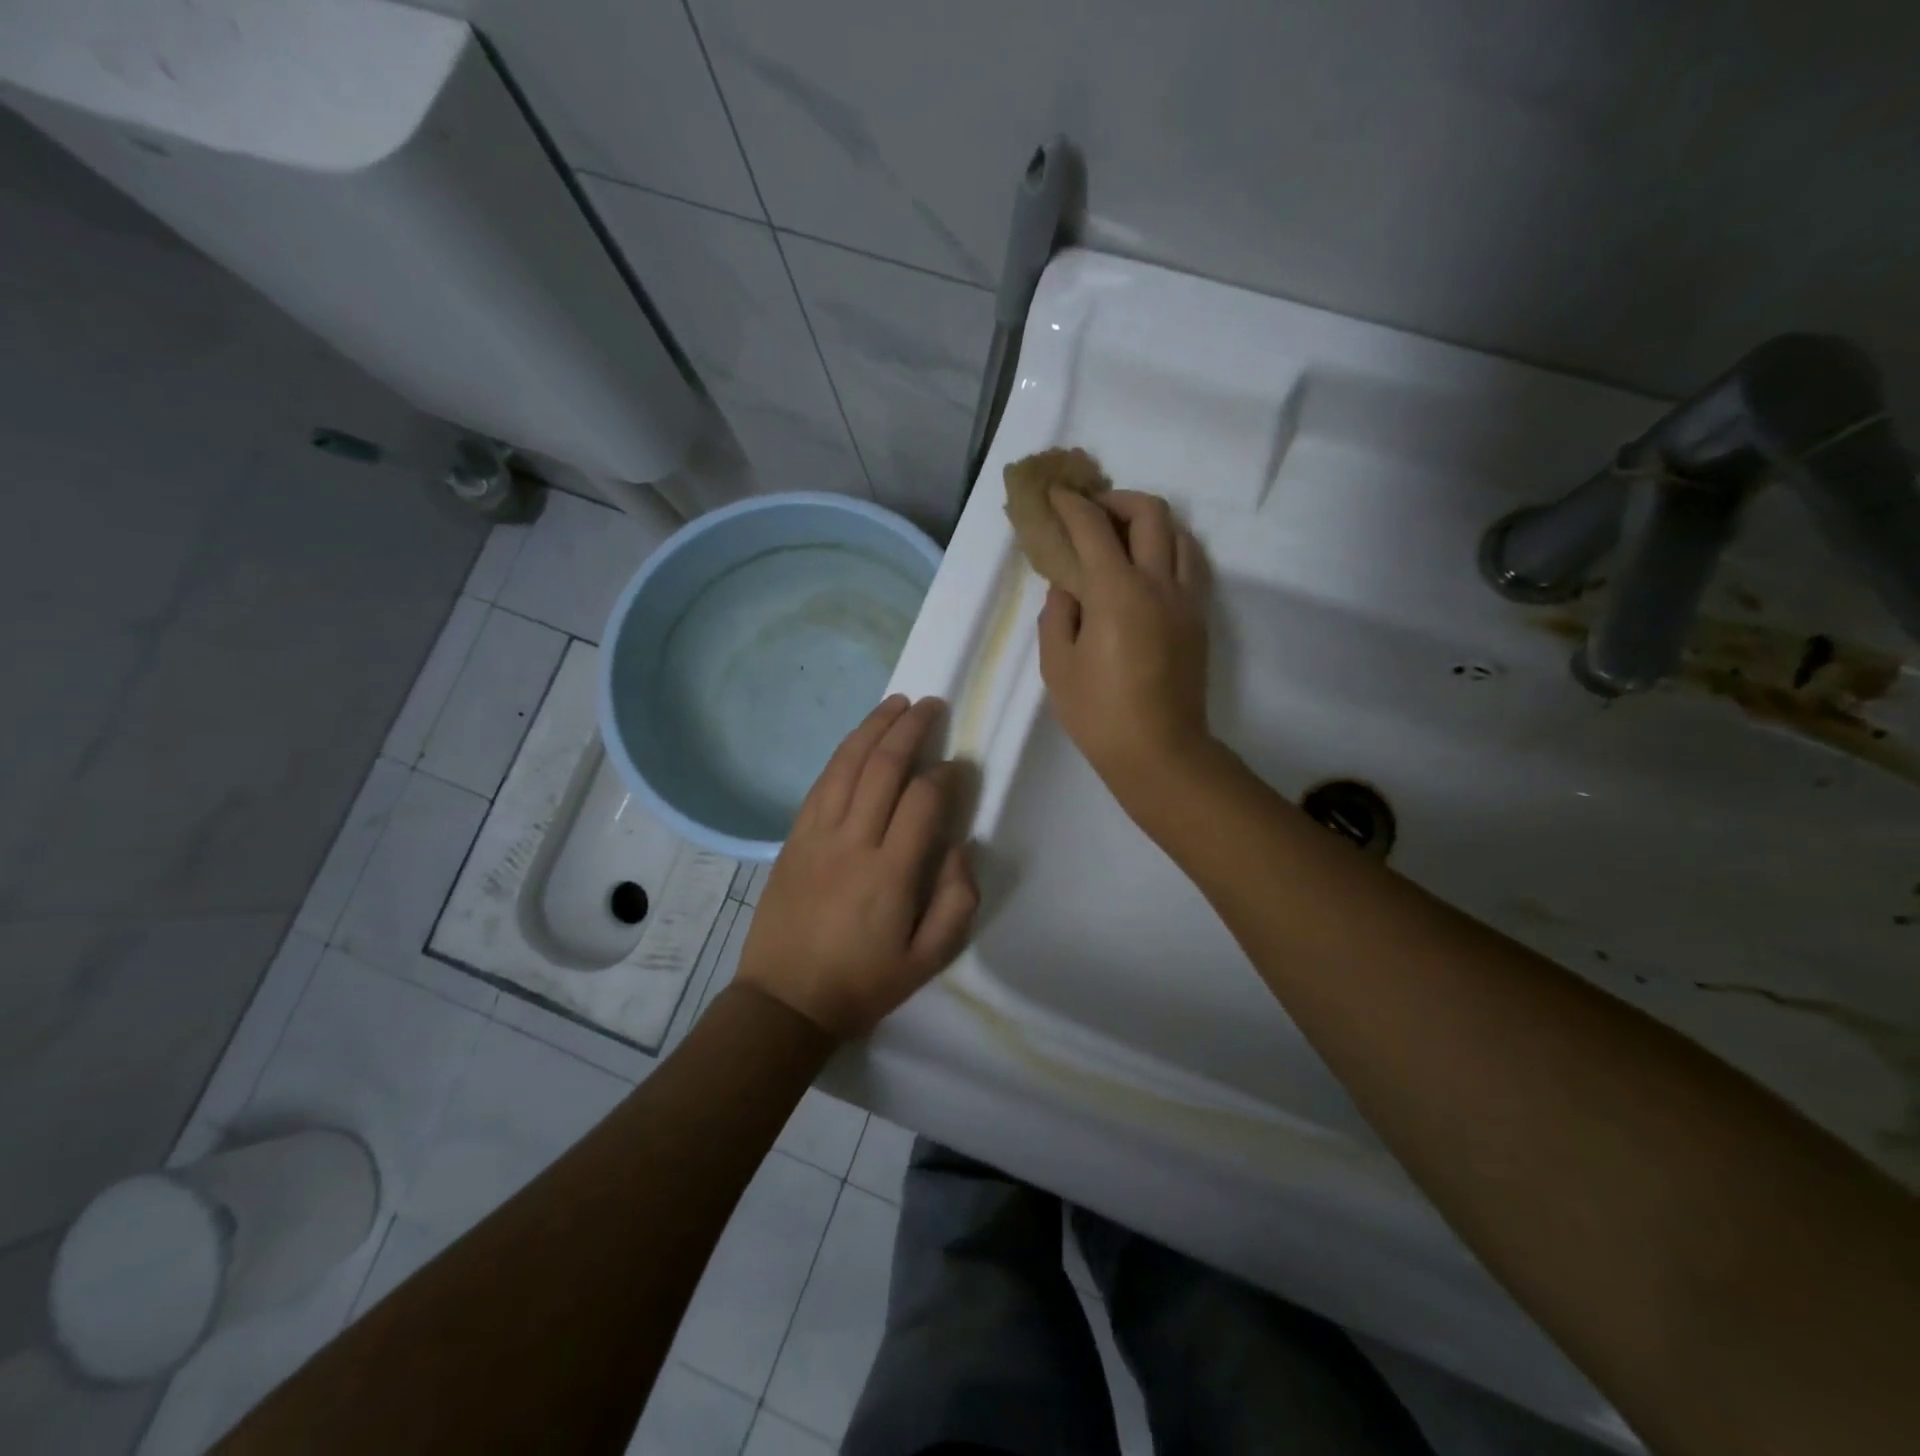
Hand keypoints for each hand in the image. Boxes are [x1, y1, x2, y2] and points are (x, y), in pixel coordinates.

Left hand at [736, 696, 978, 1038]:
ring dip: (874, 727)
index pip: (923, 801)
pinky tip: (858, 738)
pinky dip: (843, 753)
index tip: (959, 766)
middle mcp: (853, 842)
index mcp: (890, 874)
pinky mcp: (793, 837)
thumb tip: (959, 845)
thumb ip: (956, 901)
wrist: (785, 1002)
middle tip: (932, 705)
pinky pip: (821, 783)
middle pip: (883, 767)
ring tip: (897, 703)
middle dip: (911, 728)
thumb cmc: (863, 983)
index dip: (946, 775)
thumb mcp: (928, 960)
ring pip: (848, 764)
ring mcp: (817, 835)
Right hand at [1037, 489, 1211, 799]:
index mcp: (1118, 592)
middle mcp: (1159, 583)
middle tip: (1092, 512)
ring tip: (1122, 537)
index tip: (1055, 495)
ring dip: (1149, 522)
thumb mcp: (1058, 666)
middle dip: (1117, 499)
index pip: (1093, 528)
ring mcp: (1187, 600)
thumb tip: (1067, 587)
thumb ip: (1057, 615)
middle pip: (1150, 513)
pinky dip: (1169, 548)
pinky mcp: (1199, 619)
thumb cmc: (1099, 714)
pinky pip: (1191, 564)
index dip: (1072, 505)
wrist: (1160, 752)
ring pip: (1180, 534)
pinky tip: (1147, 567)